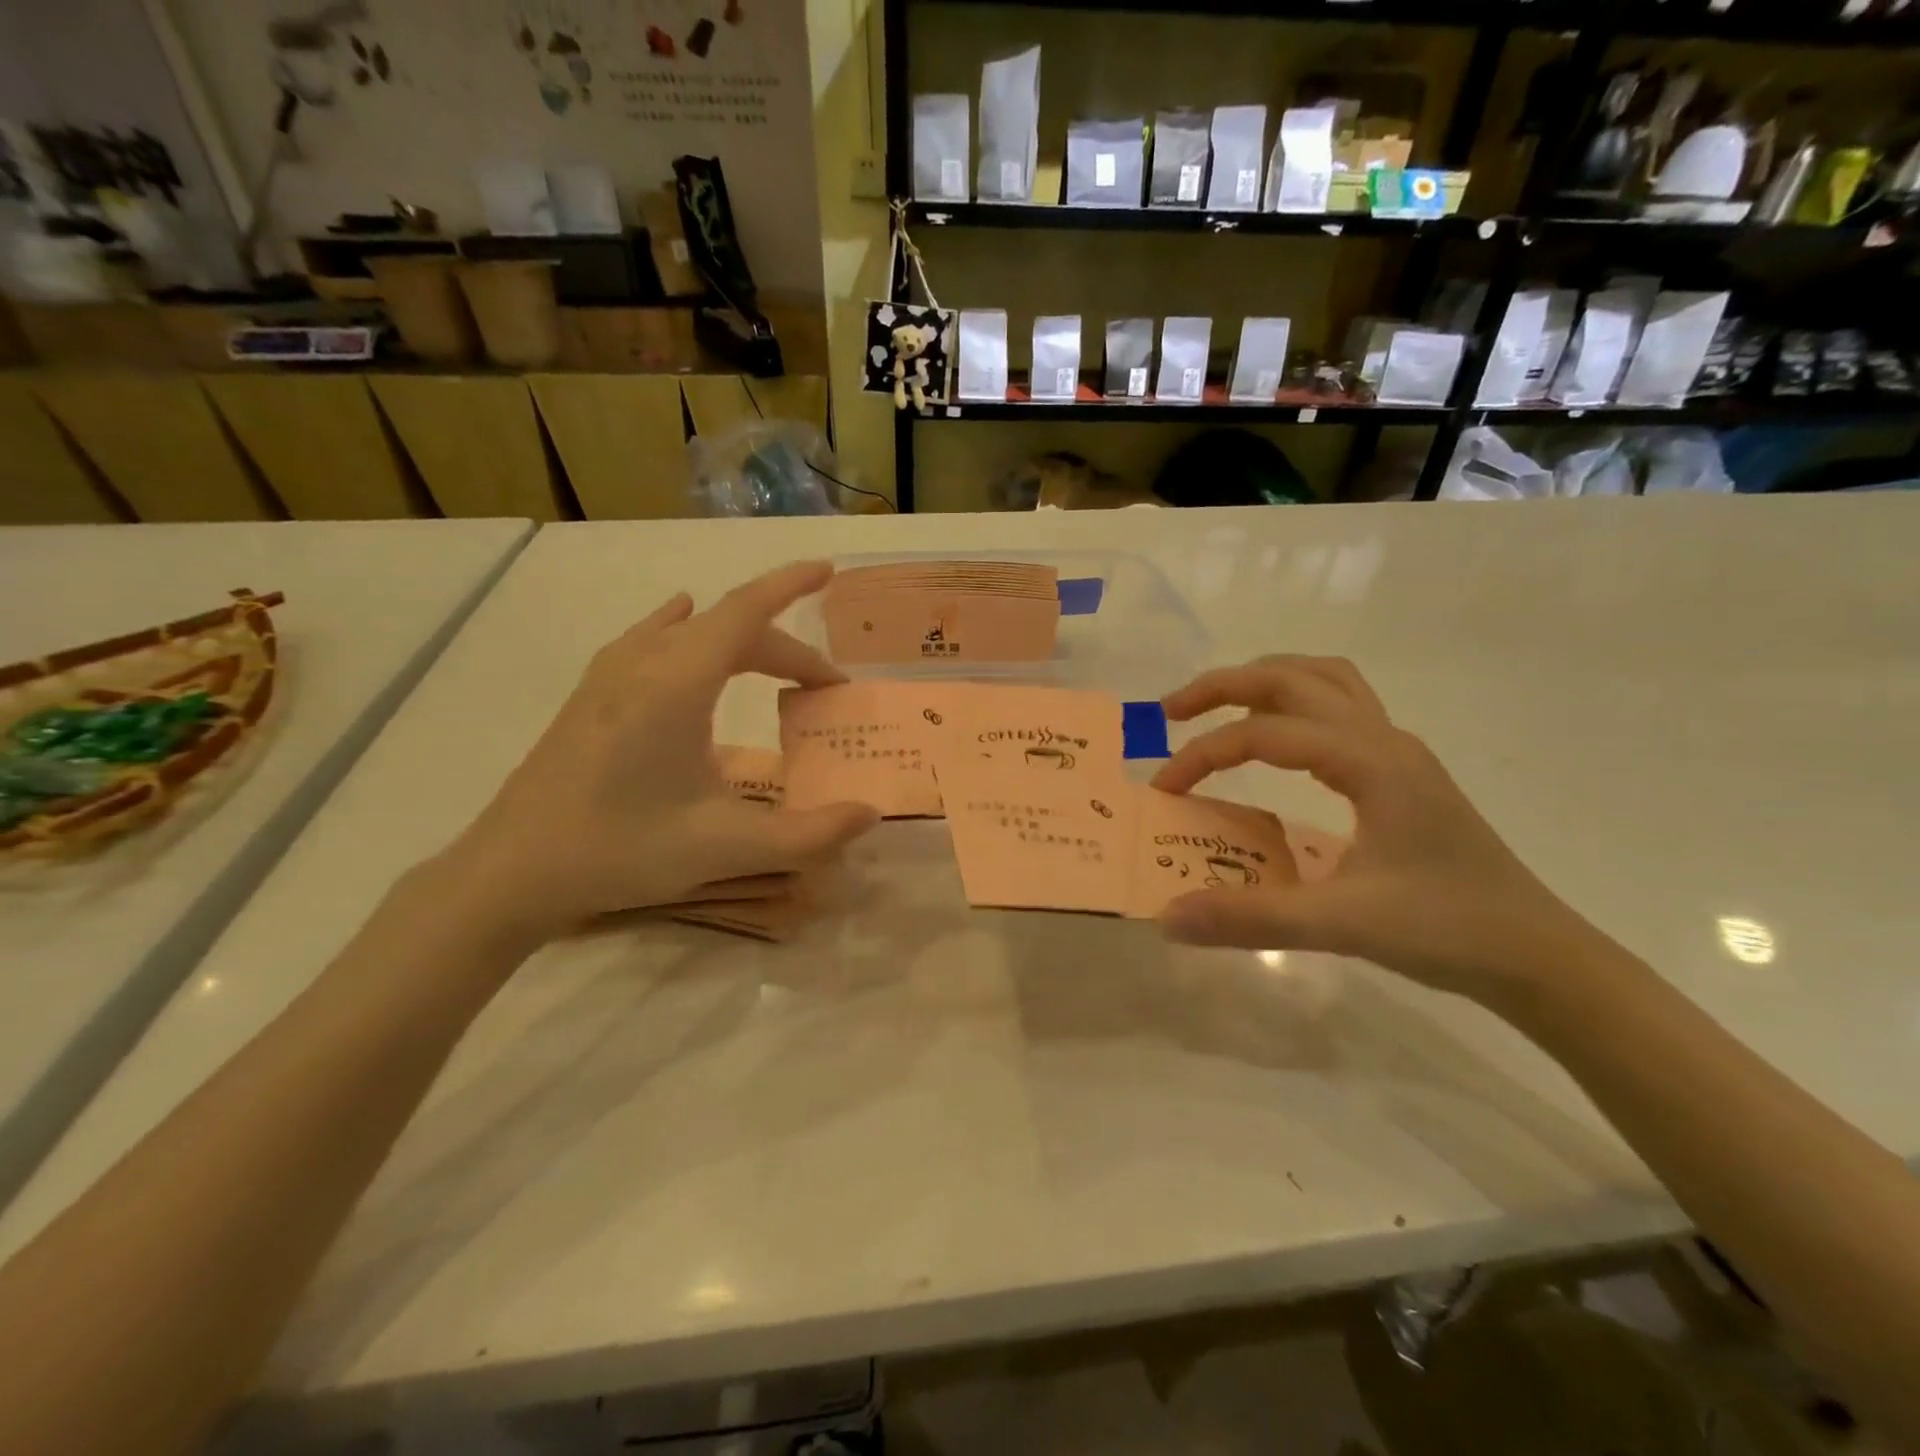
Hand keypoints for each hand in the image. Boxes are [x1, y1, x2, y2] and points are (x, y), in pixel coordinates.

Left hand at [446, 561, 878, 943]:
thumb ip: (809, 834)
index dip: (790, 585)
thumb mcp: (728, 847)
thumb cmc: (621, 850)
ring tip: (772, 667)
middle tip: (823, 690)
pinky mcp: (590, 694)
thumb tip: (869, 814)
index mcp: (677, 682)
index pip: (746, 611)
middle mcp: (644, 662)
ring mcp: (609, 674)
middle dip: (785, 650)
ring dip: (741, 643)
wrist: (511, 872)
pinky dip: (688, 630)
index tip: (827, 569)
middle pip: (728, 627)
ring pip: (690, 632)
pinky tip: (680, 627)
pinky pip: (652, 639)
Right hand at [1151, 656, 1610, 1004]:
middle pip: (1292, 678)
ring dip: (1264, 683)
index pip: (1265, 733)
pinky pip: (1340, 709)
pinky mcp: (1402, 772)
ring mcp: (1398, 752)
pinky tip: (1277, 745)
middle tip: (1172, 712)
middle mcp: (1383, 739)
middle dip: (1224, 685)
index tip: (1165, 789)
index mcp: (1370, 761)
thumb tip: (1167, 916)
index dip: (1204, 753)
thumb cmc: (1447, 930)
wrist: (1539, 956)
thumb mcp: (1342, 925)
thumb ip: (1250, 918)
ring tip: (1219, 710)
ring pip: (1323, 681)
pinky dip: (1295, 707)